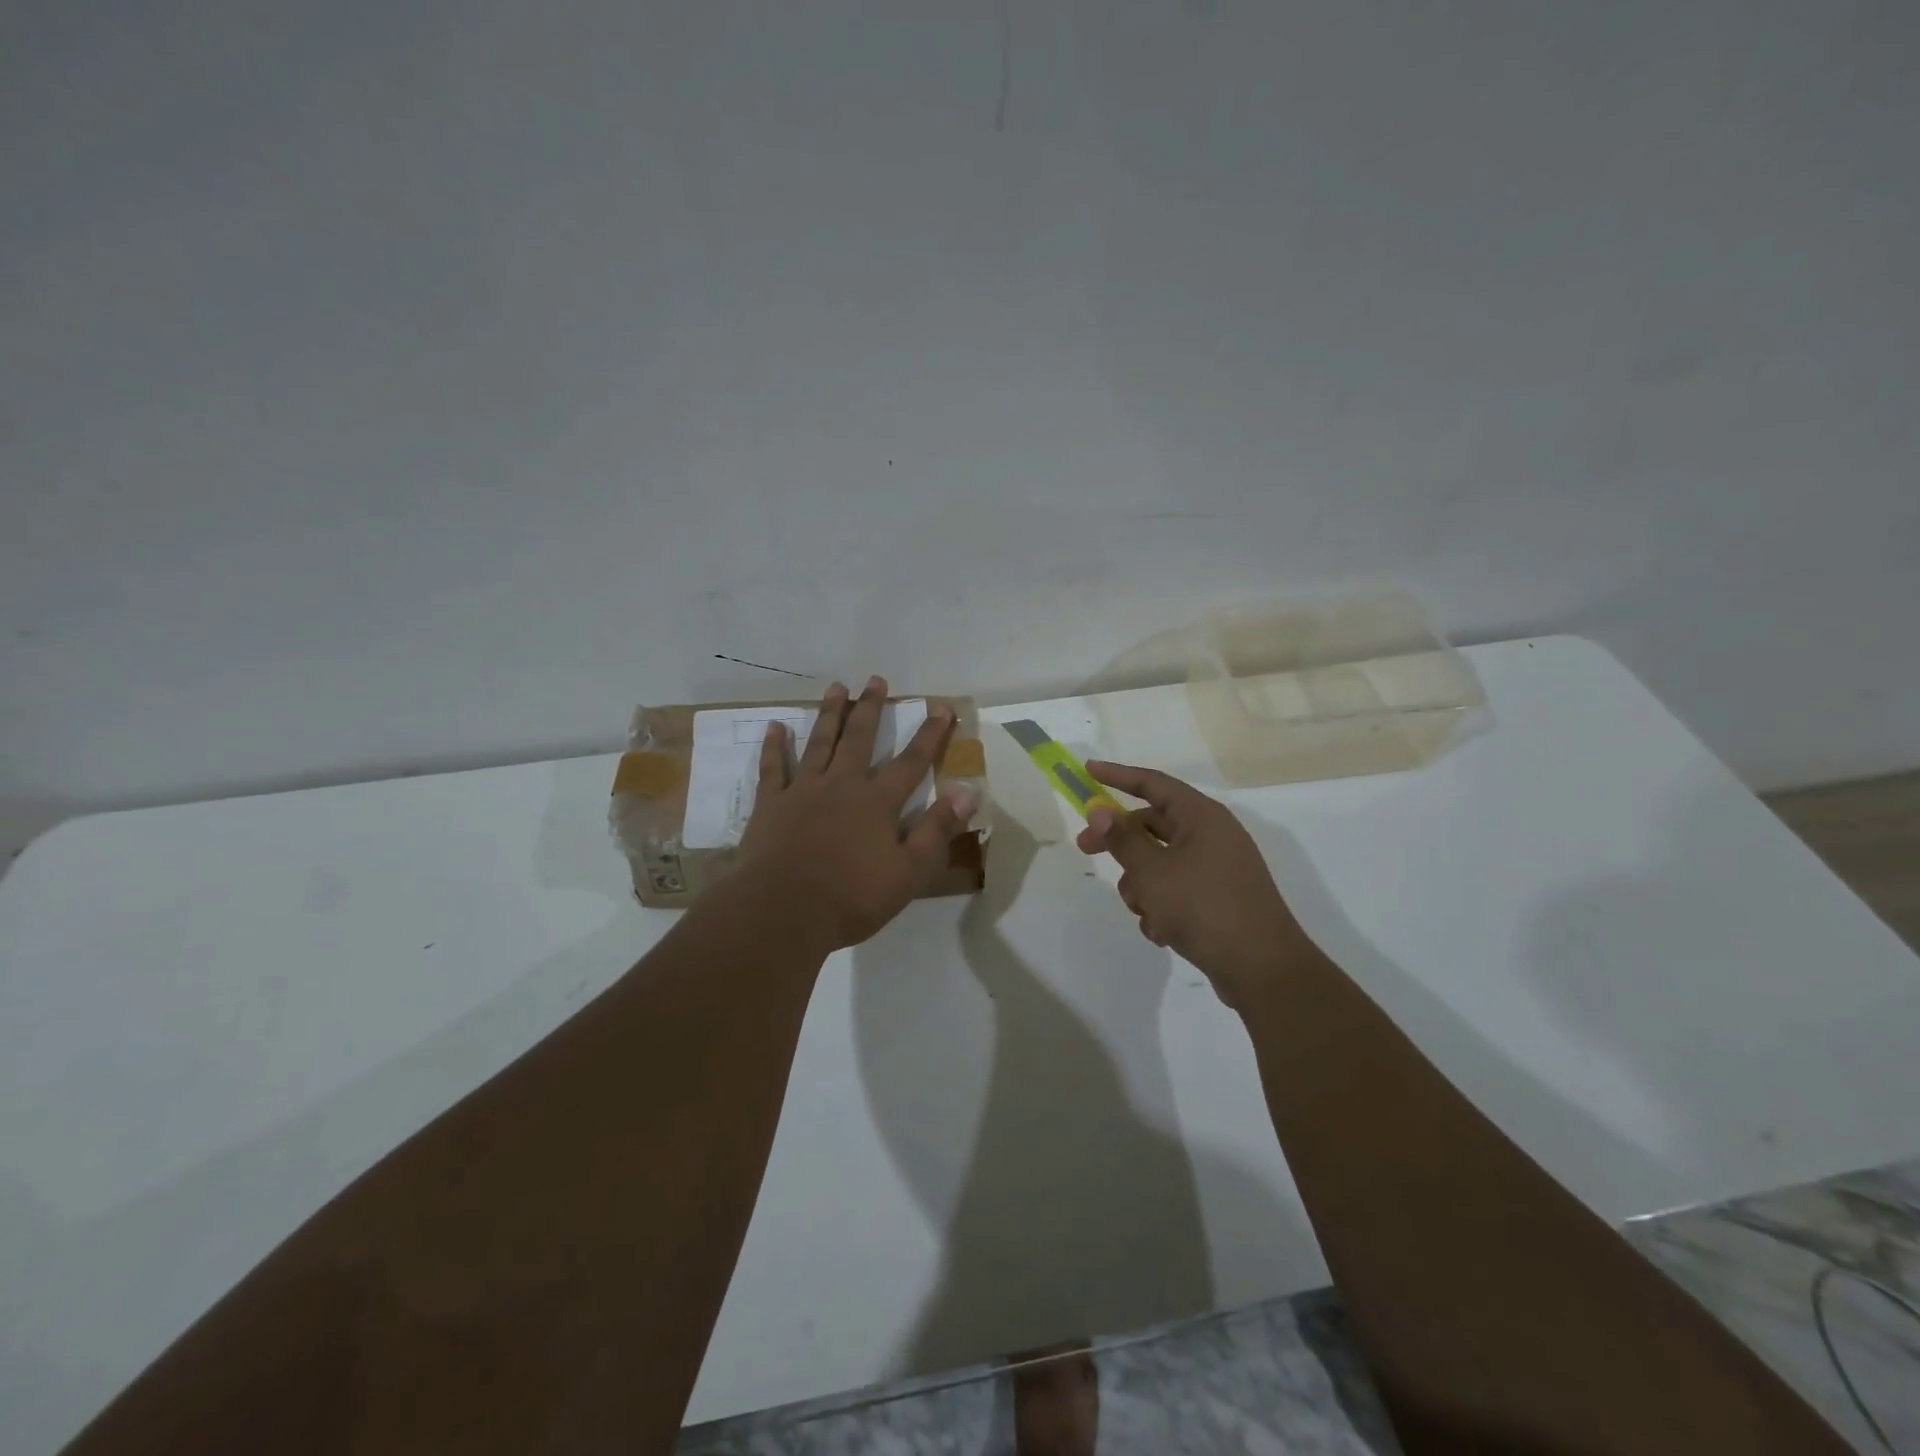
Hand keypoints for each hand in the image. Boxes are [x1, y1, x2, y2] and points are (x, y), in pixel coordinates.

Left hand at [736, 676, 976, 951]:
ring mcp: (803, 791)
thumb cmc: (852, 897)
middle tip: (875, 679)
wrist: (783, 911)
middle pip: (860, 738)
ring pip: (819, 743)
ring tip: (836, 687)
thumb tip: (968, 792)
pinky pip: (773, 768)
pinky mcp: (771, 805)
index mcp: (877, 802)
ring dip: (829, 714)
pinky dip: (774, 746)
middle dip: (871, 708)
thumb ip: (937, 830)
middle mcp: (842, 785)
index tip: (941, 706)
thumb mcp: (909, 872)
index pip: (911, 761)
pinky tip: (775, 726)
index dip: (930, 734)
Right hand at [1075, 761, 1310, 1006]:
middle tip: (1085, 849)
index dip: (1118, 775)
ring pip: (1160, 863)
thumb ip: (1122, 839)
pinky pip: (1176, 890)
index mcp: (1202, 817)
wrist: (1263, 969)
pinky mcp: (1218, 899)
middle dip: (1120, 843)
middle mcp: (1211, 836)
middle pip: (1152, 825)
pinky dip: (1162, 907)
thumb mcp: (1153, 871)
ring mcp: (1217, 868)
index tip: (1087, 770)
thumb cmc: (1204, 907)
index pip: (1153, 783)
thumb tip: (1101, 810)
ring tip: (1145, 911)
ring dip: (1142, 885)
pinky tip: (1162, 932)